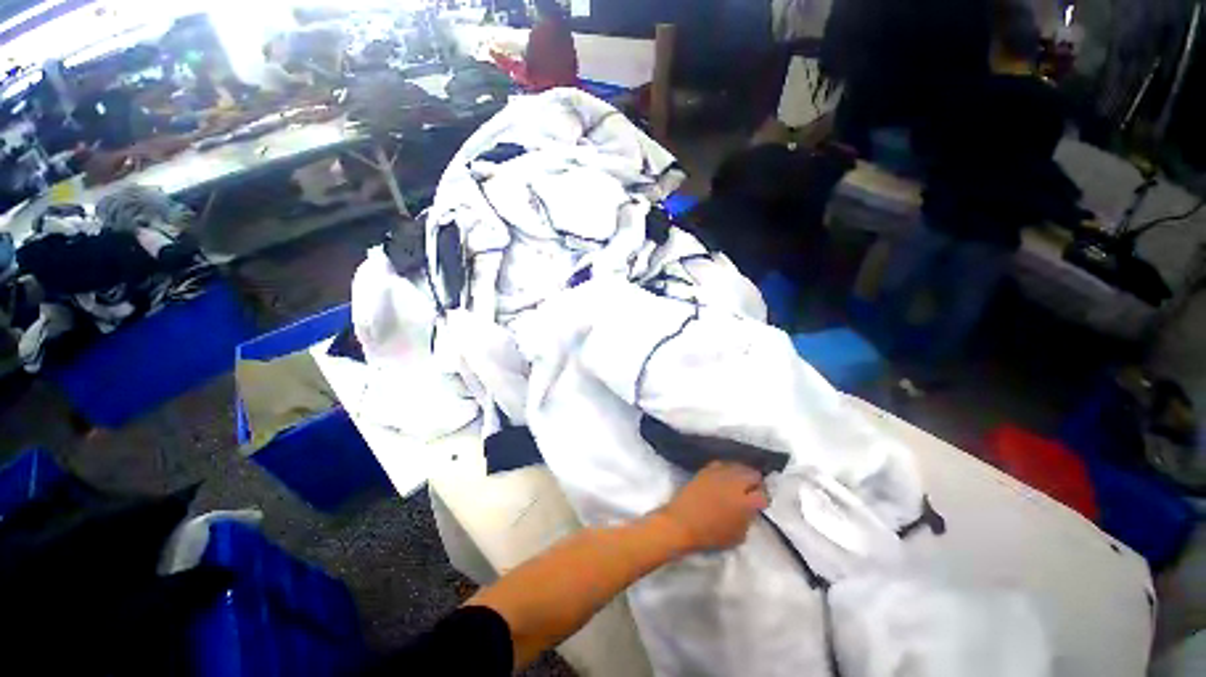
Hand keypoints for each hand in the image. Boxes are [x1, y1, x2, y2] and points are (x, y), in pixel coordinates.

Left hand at [656, 462, 768, 553]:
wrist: (681, 523)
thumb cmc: (710, 536)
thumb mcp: (738, 536)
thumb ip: (748, 519)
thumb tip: (750, 510)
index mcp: (745, 502)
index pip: (763, 494)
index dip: (763, 499)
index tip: (760, 504)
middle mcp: (734, 483)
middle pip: (753, 474)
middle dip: (755, 482)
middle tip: (752, 491)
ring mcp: (719, 473)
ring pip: (738, 465)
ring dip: (742, 473)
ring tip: (740, 481)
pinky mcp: (706, 469)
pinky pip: (722, 463)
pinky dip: (727, 468)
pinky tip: (726, 476)